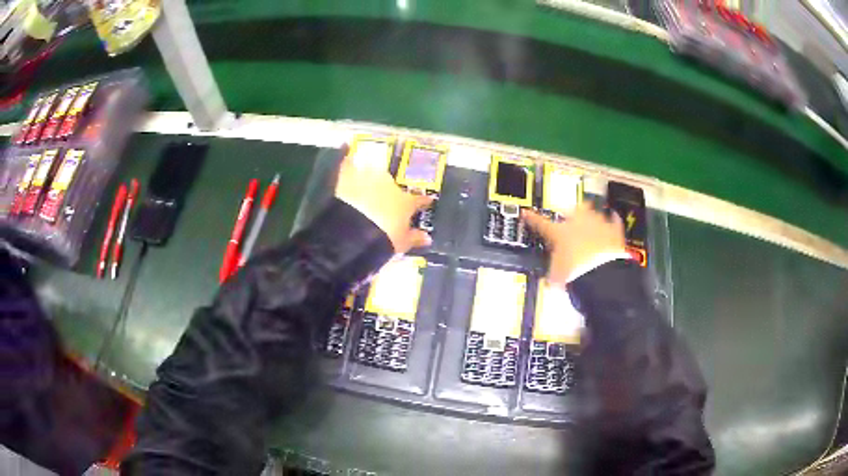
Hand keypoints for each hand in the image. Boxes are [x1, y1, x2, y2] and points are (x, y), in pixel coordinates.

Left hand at [335, 150, 432, 252]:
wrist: (354, 229)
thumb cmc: (382, 238)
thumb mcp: (401, 243)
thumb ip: (414, 238)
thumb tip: (427, 238)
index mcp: (405, 202)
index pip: (418, 200)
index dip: (424, 201)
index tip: (428, 200)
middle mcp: (390, 185)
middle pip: (394, 183)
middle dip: (392, 186)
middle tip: (388, 191)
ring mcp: (370, 176)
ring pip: (374, 168)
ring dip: (372, 170)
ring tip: (369, 169)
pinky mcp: (348, 174)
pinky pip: (349, 161)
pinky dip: (349, 158)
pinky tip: (347, 150)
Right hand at [523, 202, 625, 284]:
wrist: (602, 275)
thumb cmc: (576, 274)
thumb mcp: (556, 276)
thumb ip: (553, 272)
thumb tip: (550, 278)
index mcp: (559, 233)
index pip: (541, 223)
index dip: (532, 218)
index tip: (527, 213)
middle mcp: (578, 224)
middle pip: (573, 209)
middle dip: (572, 212)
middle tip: (571, 215)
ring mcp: (597, 225)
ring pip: (593, 211)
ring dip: (591, 215)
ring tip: (592, 217)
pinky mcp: (613, 231)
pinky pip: (613, 220)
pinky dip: (613, 220)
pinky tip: (613, 218)